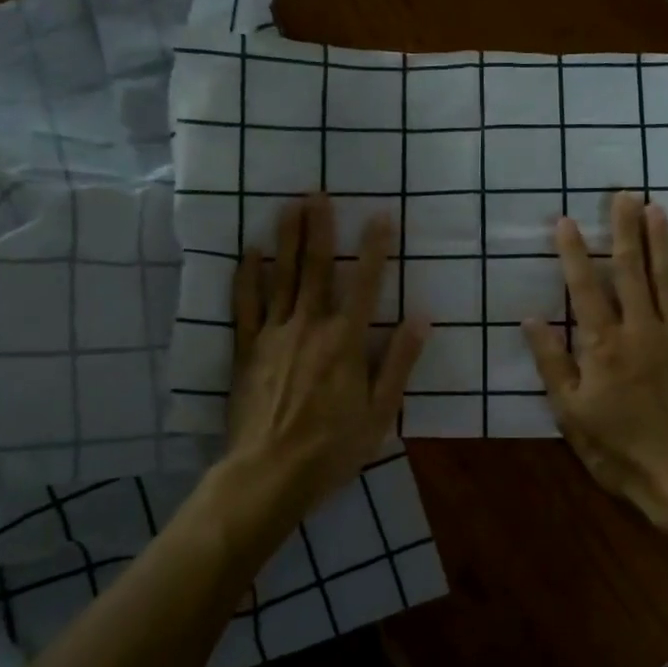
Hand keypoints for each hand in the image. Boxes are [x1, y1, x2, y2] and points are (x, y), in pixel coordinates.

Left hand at [222, 193, 428, 532]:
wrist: (268, 474)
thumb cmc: (332, 448)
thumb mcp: (380, 412)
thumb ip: (399, 361)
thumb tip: (422, 317)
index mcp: (346, 342)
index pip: (367, 285)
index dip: (376, 248)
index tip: (381, 214)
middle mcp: (310, 327)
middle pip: (317, 269)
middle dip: (320, 228)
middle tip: (318, 192)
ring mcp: (274, 335)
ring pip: (282, 277)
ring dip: (287, 239)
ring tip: (288, 205)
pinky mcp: (247, 349)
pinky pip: (245, 304)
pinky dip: (247, 276)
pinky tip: (250, 251)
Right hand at [523, 191, 667, 523]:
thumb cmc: (620, 449)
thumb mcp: (571, 414)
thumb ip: (553, 364)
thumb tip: (530, 320)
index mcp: (603, 345)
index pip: (585, 288)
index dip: (574, 253)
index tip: (566, 221)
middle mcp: (641, 329)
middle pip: (631, 270)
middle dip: (624, 229)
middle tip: (622, 194)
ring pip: (667, 278)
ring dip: (660, 239)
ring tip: (655, 206)